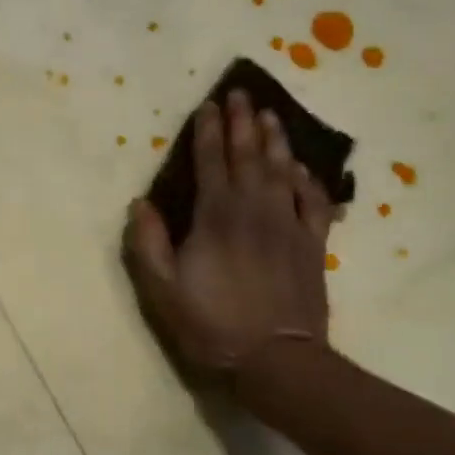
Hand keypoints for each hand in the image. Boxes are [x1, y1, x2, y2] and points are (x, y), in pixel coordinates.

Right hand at [123, 90, 335, 379]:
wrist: (276, 360)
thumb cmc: (211, 323)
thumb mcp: (162, 290)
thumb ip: (148, 243)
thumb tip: (140, 203)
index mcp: (216, 216)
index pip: (212, 162)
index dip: (209, 131)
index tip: (208, 105)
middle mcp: (255, 209)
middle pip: (249, 155)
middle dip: (243, 122)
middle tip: (241, 93)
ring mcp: (288, 225)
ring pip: (283, 170)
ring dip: (276, 140)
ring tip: (272, 115)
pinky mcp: (312, 244)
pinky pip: (314, 201)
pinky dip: (308, 179)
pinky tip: (302, 168)